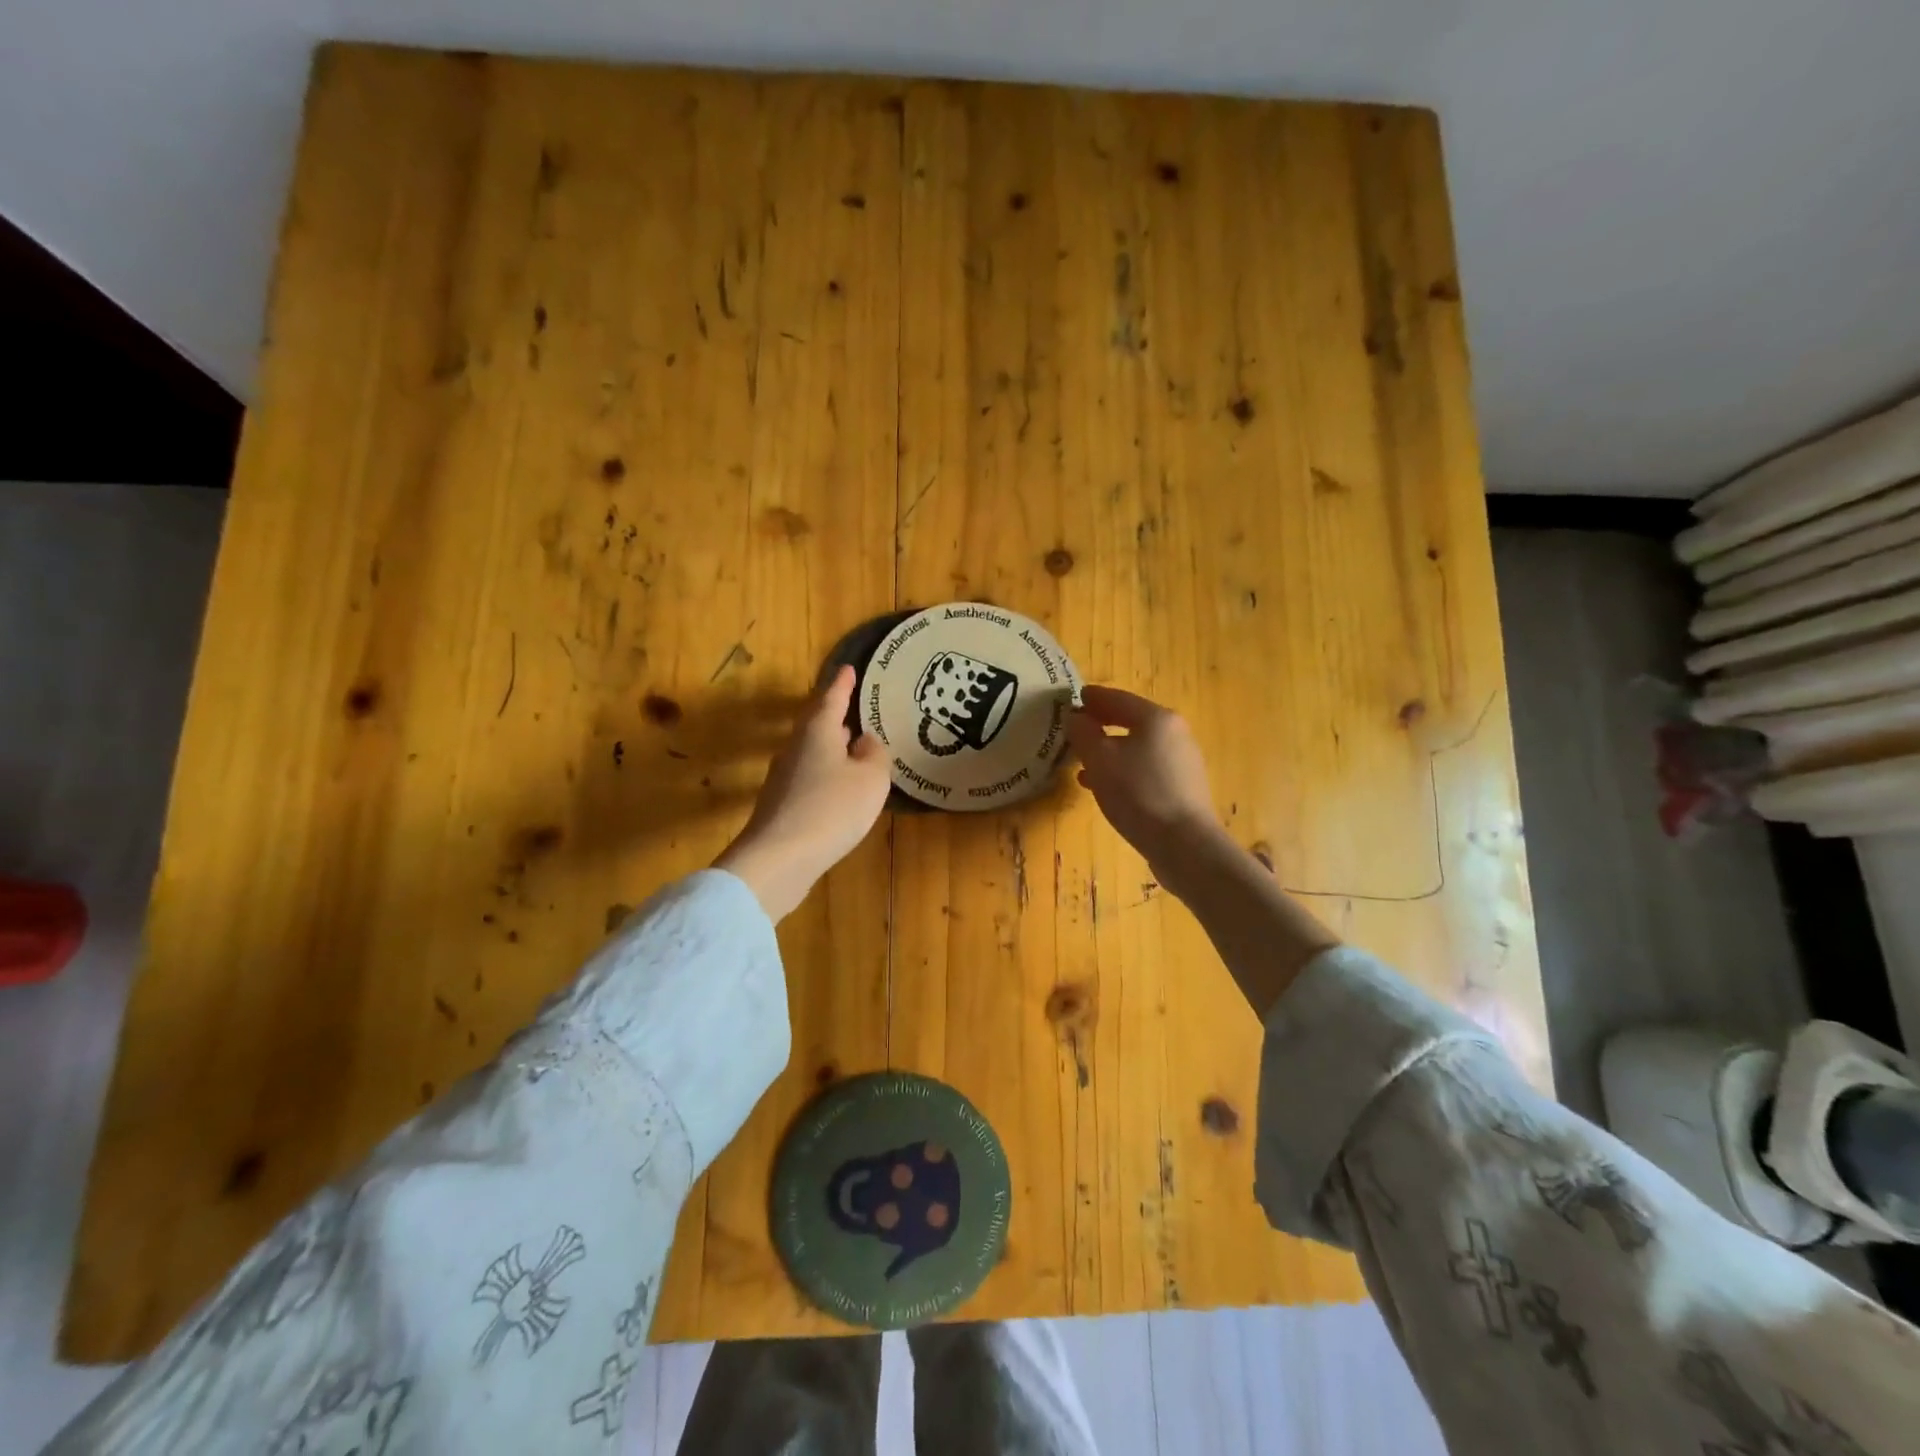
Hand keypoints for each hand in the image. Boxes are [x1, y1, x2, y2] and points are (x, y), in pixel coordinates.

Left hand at [714, 666, 892, 919]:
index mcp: (817, 731)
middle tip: (855, 707)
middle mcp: (796, 748)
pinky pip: (810, 778)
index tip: (849, 669)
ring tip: (854, 745)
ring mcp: (784, 778)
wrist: (779, 859)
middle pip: (817, 723)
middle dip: (836, 714)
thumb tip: (865, 741)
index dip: (843, 684)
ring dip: (832, 746)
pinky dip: (827, 774)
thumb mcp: (871, 779)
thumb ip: (874, 754)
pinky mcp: (782, 805)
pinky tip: (840, 787)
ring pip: (812, 751)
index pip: (832, 698)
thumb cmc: (832, 809)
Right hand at [1066, 686, 1225, 880]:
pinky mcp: (1184, 788)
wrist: (1185, 845)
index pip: (1118, 698)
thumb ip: (1083, 734)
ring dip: (1110, 751)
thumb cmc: (1138, 794)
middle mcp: (1175, 733)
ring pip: (1139, 747)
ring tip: (1083, 763)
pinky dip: (1124, 770)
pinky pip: (1147, 769)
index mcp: (1156, 719)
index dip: (1093, 698)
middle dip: (1102, 724)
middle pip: (1132, 721)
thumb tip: (1076, 718)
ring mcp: (1183, 761)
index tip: (1074, 697)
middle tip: (1077, 727)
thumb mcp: (1099, 761)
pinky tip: (1106, 787)